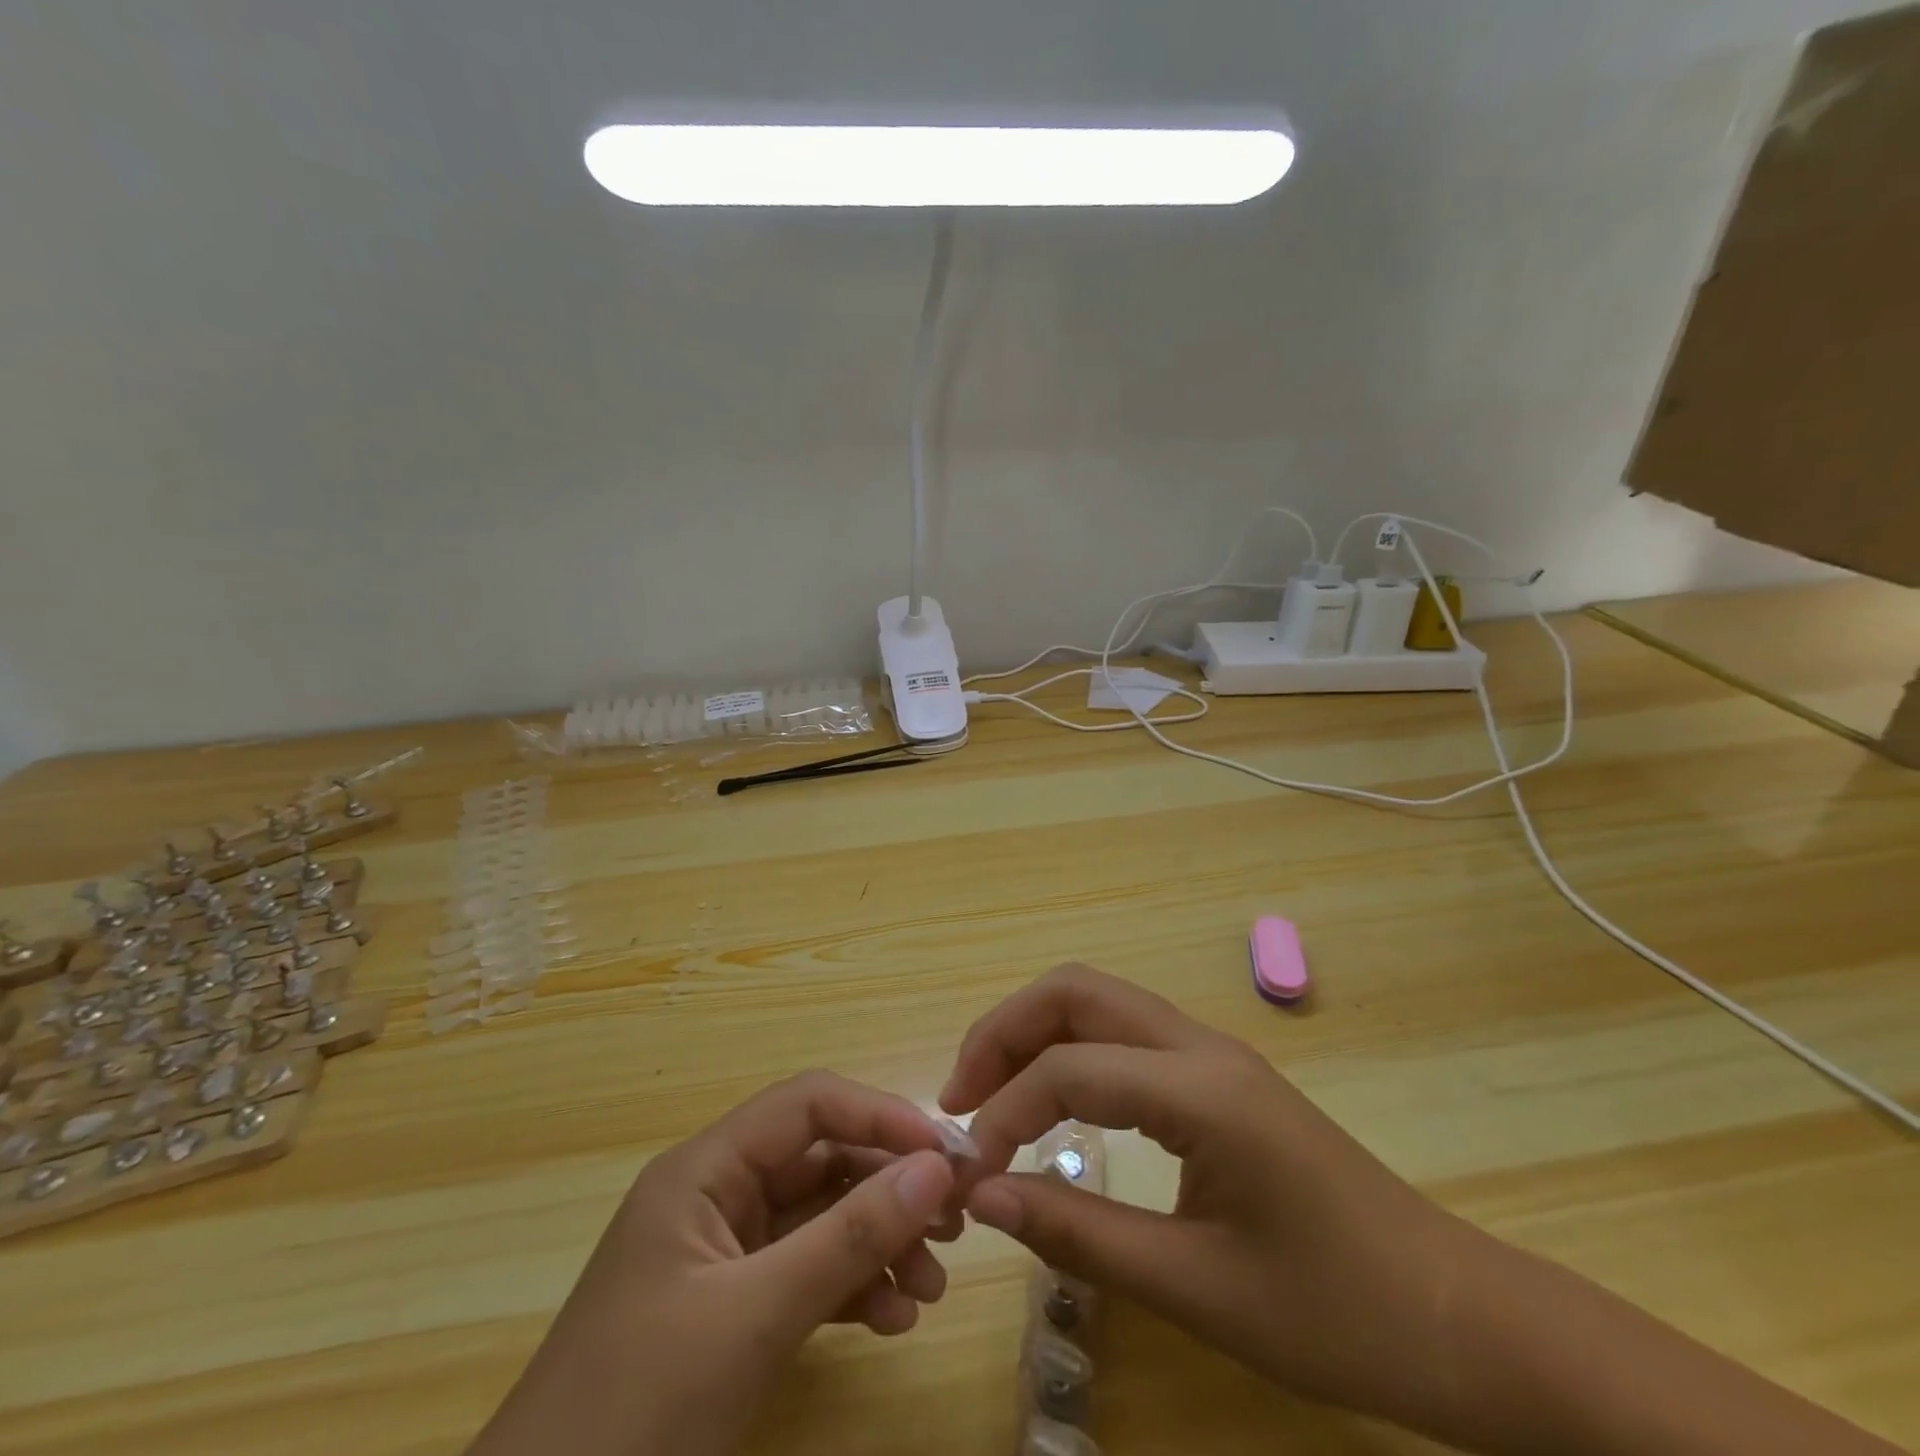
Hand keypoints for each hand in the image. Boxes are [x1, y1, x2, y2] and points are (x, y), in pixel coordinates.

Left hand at [470, 1072, 960, 1455]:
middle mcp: (718, 1195)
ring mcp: (725, 1254)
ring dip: (880, 1241)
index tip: (946, 1155)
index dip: (880, 1117)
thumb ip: (848, 1237)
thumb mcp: (754, 1318)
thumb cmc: (637, 1414)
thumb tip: (936, 1168)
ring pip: (822, 1217)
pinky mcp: (731, 1308)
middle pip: (822, 1160)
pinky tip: (894, 1319)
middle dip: (890, 1187)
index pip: (808, 1105)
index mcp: (705, 1170)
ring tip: (932, 1285)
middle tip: (956, 1222)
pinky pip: (807, 1272)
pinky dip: (854, 1286)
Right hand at [940, 964, 1484, 1427]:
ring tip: (990, 1095)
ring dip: (1034, 1033)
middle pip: (1075, 990)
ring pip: (1097, 1001)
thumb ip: (1080, 1233)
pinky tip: (1054, 1101)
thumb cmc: (1337, 1313)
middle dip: (1004, 1031)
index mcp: (1201, 1090)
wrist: (1459, 1315)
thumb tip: (984, 1196)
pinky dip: (1071, 1050)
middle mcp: (1201, 1045)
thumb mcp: (1198, 1288)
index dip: (1004, 1110)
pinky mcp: (1218, 1074)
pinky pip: (1123, 1033)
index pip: (1070, 1069)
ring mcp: (1212, 1052)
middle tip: (960, 1096)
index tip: (970, 1173)